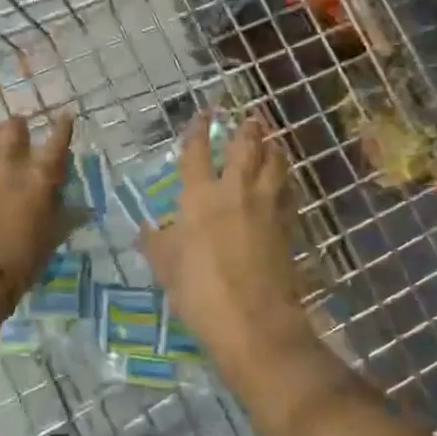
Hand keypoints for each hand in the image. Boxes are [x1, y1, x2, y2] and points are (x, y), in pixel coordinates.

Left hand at [0, 113, 75, 297]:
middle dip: (19, 130)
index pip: (58, 140)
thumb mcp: (49, 242)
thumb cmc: (17, 264)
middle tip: (18, 140)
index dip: (63, 127)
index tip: (65, 117)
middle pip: (14, 127)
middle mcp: (8, 161)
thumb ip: (63, 217)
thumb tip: (82, 208)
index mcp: (40, 176)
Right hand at [142, 113, 309, 367]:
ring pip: (275, 164)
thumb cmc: (198, 291)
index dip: (198, 130)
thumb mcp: (165, 266)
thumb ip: (156, 242)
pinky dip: (286, 180)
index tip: (203, 114)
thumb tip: (147, 229)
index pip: (198, 152)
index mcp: (199, 196)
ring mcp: (266, 207)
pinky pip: (289, 192)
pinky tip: (285, 182)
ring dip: (273, 148)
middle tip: (251, 116)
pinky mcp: (288, 226)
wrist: (253, 321)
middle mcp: (235, 191)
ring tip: (273, 140)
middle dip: (248, 129)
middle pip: (246, 148)